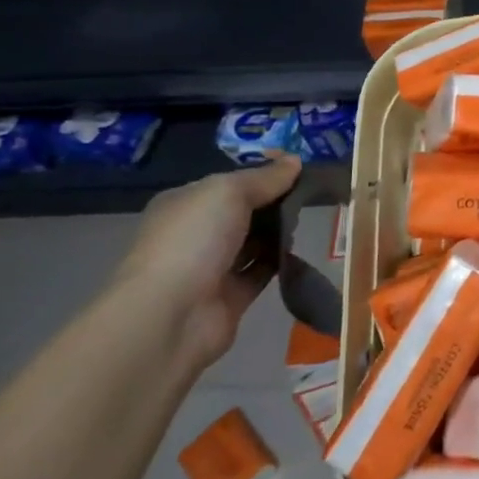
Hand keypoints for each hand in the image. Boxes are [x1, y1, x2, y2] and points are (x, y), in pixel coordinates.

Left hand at [112, 156, 300, 368]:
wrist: (170, 317)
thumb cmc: (193, 240)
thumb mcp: (229, 192)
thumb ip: (265, 177)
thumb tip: (295, 161)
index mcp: (184, 204)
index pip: (227, 183)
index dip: (260, 175)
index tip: (296, 170)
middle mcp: (194, 234)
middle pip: (243, 212)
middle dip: (273, 203)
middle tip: (308, 195)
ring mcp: (210, 268)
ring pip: (253, 242)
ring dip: (278, 231)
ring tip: (307, 219)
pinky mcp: (229, 297)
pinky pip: (260, 272)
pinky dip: (278, 262)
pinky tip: (299, 249)